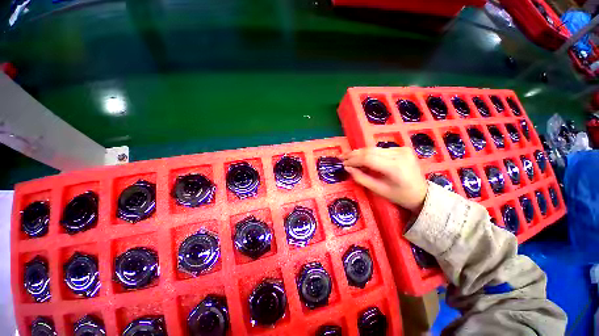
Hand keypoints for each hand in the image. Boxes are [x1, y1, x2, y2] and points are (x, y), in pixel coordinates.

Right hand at [342, 147, 427, 212]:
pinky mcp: (401, 148)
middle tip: (342, 157)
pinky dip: (368, 153)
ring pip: (374, 149)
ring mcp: (402, 149)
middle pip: (370, 151)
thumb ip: (361, 178)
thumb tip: (347, 168)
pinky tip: (361, 157)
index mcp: (395, 167)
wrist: (422, 193)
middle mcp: (399, 154)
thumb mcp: (379, 190)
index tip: (343, 163)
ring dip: (360, 153)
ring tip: (348, 156)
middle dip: (354, 154)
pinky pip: (380, 150)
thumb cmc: (400, 196)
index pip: (368, 158)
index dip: (353, 160)